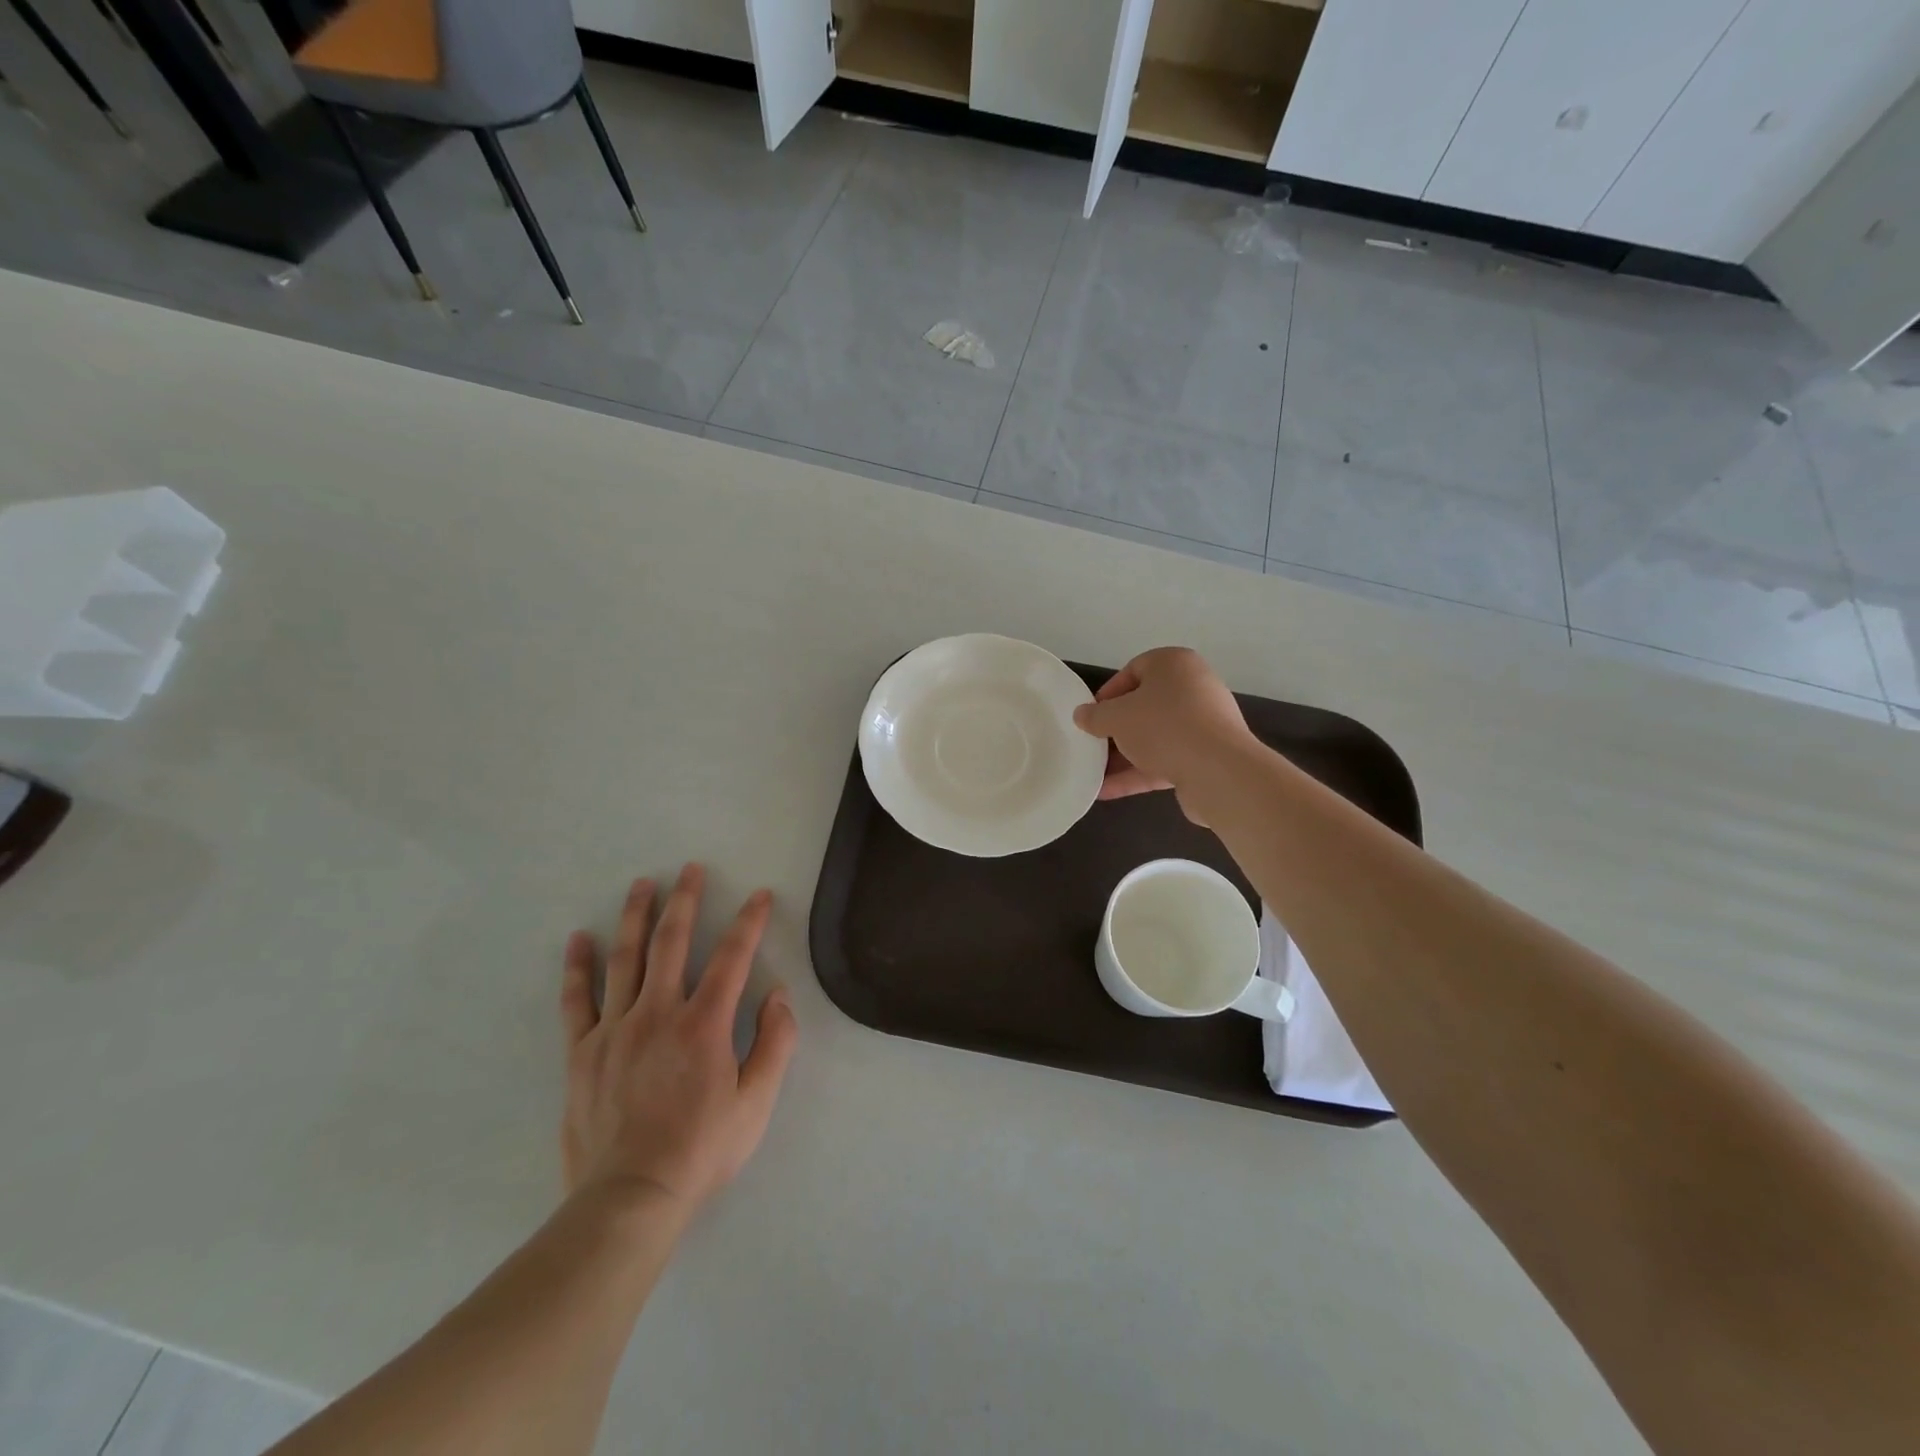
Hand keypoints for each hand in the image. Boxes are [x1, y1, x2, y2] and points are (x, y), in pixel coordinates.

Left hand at [559, 863, 797, 1217]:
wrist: (629, 1198)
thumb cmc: (701, 1150)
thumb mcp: (756, 1103)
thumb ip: (775, 1043)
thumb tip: (779, 994)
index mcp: (704, 1023)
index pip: (732, 957)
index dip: (749, 921)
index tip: (759, 895)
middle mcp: (658, 1013)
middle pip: (672, 942)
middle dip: (684, 900)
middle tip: (689, 868)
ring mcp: (614, 1030)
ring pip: (625, 959)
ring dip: (635, 917)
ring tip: (642, 884)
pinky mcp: (581, 1052)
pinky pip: (576, 1001)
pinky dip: (578, 967)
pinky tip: (579, 939)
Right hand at [1072, 647, 1256, 817]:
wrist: (1218, 771)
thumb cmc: (1163, 727)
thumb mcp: (1117, 717)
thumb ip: (1095, 716)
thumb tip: (1081, 715)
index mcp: (1174, 665)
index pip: (1134, 670)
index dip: (1108, 693)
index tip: (1091, 716)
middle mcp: (1193, 688)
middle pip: (1145, 706)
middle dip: (1116, 728)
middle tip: (1092, 744)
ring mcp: (1203, 724)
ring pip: (1154, 737)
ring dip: (1124, 756)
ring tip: (1094, 773)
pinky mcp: (1205, 757)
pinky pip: (1165, 760)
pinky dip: (1138, 773)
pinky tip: (1106, 792)